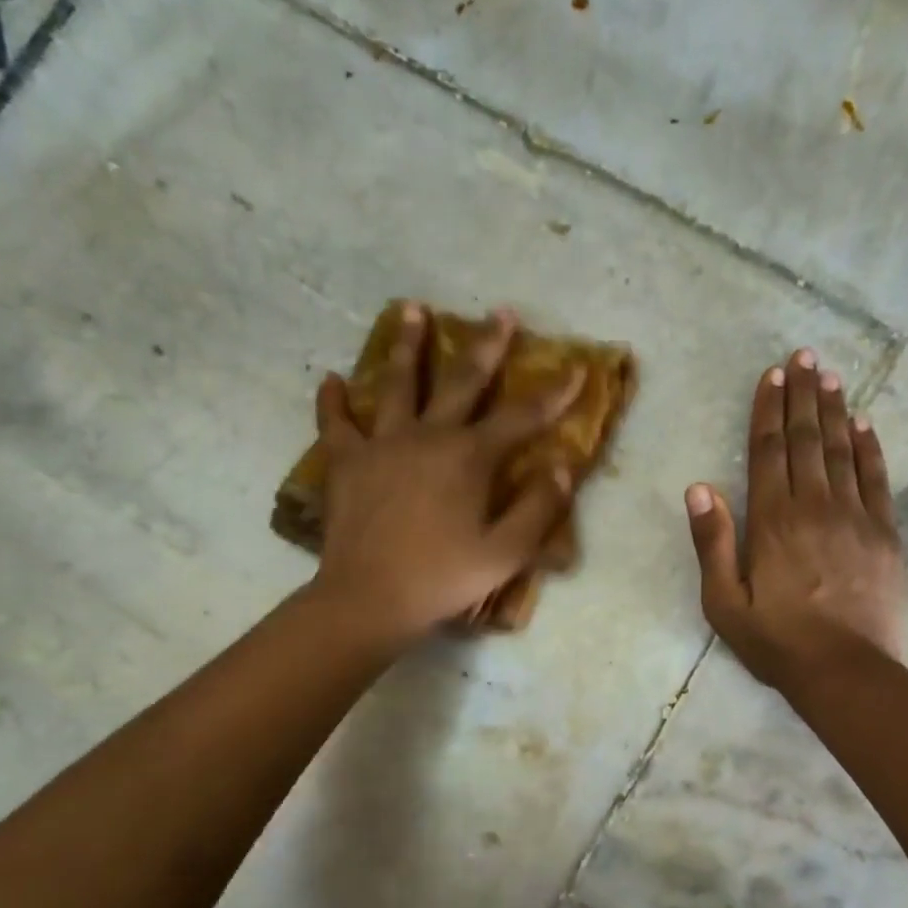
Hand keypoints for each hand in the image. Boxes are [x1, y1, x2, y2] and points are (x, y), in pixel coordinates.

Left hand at [312, 302, 577, 644]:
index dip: (553, 395)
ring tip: (412, 309)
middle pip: (462, 381)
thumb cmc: (443, 579)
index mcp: (470, 458)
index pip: (521, 418)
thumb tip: (561, 469)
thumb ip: (538, 510)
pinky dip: (333, 401)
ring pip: (397, 385)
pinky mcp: (347, 462)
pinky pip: (337, 423)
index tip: (575, 369)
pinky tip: (332, 379)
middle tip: (500, 313)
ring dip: (408, 347)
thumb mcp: (505, 553)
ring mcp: (383, 444)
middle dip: (486, 346)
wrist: (370, 598)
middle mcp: (429, 437)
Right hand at [686, 348, 904, 690]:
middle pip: (806, 441)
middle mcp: (814, 507)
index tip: (772, 375)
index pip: (769, 452)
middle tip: (804, 356)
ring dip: (834, 410)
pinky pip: (877, 479)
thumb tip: (699, 488)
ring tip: (830, 375)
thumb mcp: (723, 602)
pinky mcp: (884, 534)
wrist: (845, 671)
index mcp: (772, 522)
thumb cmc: (776, 642)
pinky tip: (865, 424)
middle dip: (803, 396)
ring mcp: (855, 517)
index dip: (769, 411)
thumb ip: (711, 543)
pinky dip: (870, 448)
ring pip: (842, 450)